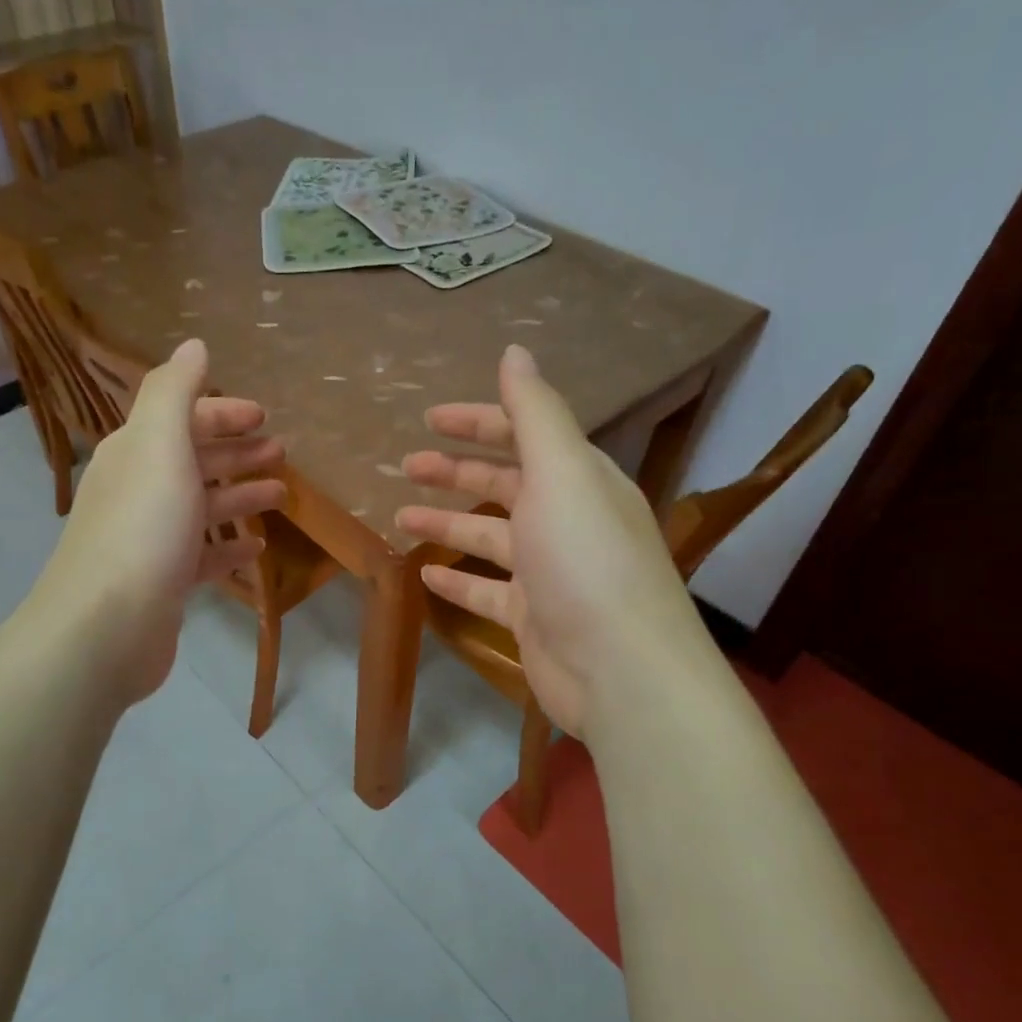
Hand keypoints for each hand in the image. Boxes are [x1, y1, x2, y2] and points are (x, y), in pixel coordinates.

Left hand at [26, 339, 285, 704]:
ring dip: (240, 496)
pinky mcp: (162, 582)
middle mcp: (139, 489)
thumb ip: (175, 391)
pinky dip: (229, 548)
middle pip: (193, 461)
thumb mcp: (160, 445)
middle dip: (236, 452)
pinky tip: (257, 549)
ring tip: (281, 495)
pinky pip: (202, 555)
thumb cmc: (143, 528)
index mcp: (136, 452)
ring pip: (201, 507)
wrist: (105, 627)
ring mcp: (149, 539)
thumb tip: (192, 345)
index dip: (222, 412)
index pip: (181, 418)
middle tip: (281, 454)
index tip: (264, 417)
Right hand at [395, 344, 706, 734]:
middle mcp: (566, 519)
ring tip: (401, 517)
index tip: (429, 418)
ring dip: (447, 523)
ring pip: (489, 537)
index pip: (525, 435)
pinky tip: (426, 575)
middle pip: (504, 485)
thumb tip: (515, 351)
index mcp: (578, 479)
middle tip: (406, 466)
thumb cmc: (586, 560)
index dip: (478, 422)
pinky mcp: (533, 616)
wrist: (621, 670)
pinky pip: (487, 590)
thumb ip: (535, 413)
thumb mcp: (562, 473)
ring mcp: (549, 572)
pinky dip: (458, 580)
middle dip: (456, 471)